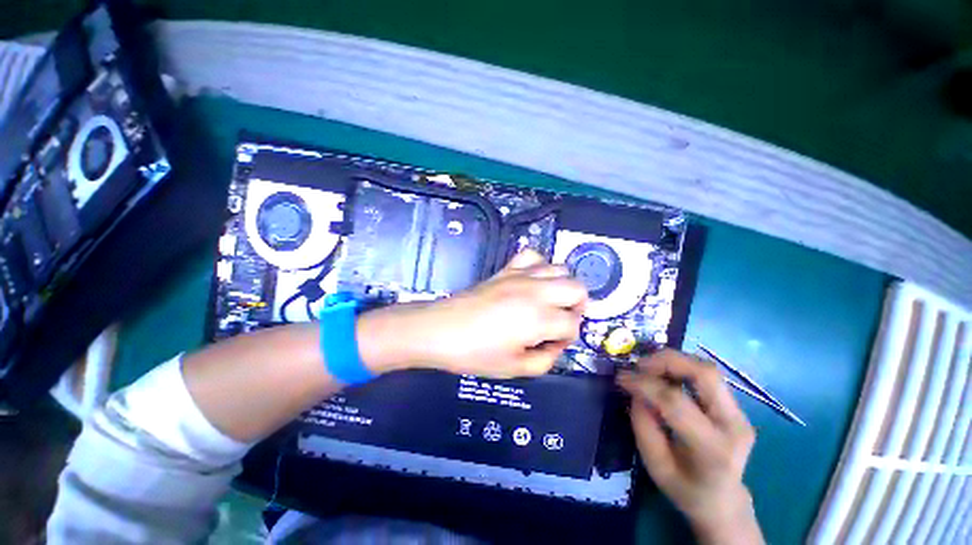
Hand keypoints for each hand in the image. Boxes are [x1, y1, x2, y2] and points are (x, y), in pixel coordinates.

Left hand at [360, 250, 587, 377]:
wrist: (441, 330)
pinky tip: (531, 281)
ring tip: (550, 301)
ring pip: (560, 268)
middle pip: (577, 288)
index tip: (553, 345)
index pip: (573, 324)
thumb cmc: (475, 354)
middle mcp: (536, 291)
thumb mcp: (515, 369)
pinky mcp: (506, 269)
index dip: (568, 338)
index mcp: (540, 318)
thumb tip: (555, 345)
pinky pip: (531, 255)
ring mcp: (521, 276)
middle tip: (560, 321)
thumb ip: (546, 360)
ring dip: (562, 286)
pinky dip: (539, 266)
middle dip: (577, 306)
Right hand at [617, 350, 762, 544]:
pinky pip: (706, 376)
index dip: (644, 383)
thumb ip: (643, 424)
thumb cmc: (684, 489)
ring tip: (648, 368)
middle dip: (666, 360)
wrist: (723, 502)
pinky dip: (681, 368)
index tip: (621, 377)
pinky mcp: (737, 407)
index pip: (675, 402)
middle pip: (703, 373)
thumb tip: (635, 389)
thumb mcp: (654, 464)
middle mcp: (734, 426)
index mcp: (712, 449)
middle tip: (638, 364)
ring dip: (673, 361)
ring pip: (706, 369)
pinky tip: (664, 375)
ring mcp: (741, 414)